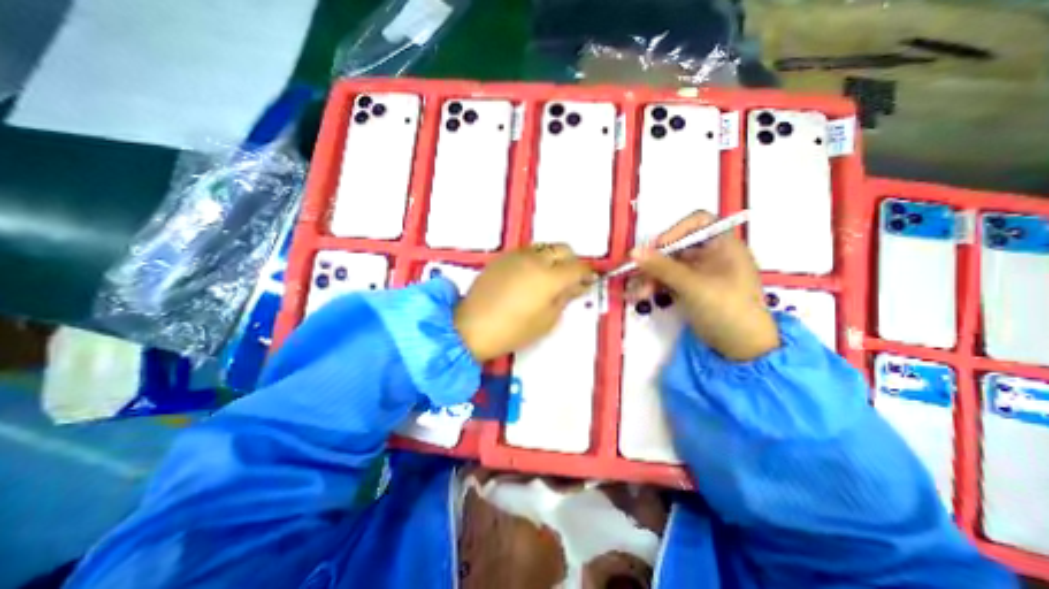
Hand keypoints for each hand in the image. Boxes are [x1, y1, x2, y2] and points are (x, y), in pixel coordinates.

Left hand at [454, 243, 592, 361]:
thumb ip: (565, 298)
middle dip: (572, 261)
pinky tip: (529, 277)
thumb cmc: (512, 331)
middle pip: (563, 249)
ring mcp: (516, 255)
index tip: (588, 282)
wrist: (470, 326)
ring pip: (544, 247)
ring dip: (553, 258)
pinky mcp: (502, 258)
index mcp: (549, 277)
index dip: (587, 274)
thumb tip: (578, 285)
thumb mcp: (546, 320)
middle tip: (569, 280)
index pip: (578, 267)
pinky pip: (527, 251)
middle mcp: (535, 259)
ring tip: (548, 278)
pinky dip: (536, 259)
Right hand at [627, 208, 771, 361]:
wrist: (741, 348)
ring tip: (635, 293)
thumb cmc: (727, 309)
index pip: (698, 222)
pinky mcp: (691, 289)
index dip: (676, 231)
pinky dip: (654, 287)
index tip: (658, 247)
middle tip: (634, 273)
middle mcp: (711, 255)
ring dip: (649, 277)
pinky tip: (639, 296)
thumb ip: (662, 267)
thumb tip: (633, 252)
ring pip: (668, 266)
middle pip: (676, 247)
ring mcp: (700, 273)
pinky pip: (667, 281)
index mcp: (723, 245)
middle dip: (654, 261)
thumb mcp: (693, 286)